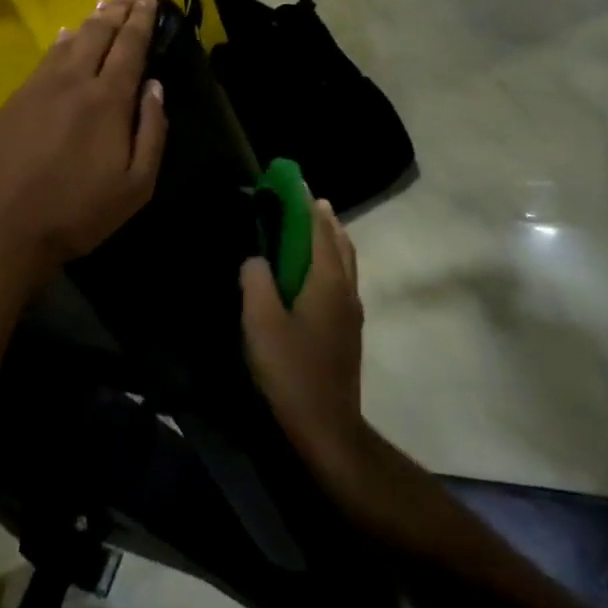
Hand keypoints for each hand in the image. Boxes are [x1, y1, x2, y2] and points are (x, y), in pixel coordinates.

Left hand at [0, 0, 167, 284]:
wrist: (1, 227)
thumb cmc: (77, 212)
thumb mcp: (136, 186)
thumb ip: (152, 132)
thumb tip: (154, 87)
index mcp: (107, 100)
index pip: (129, 47)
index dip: (141, 20)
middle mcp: (73, 82)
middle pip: (99, 34)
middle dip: (118, 9)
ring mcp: (39, 88)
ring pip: (70, 42)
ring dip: (90, 21)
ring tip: (103, 5)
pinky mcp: (15, 100)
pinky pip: (45, 59)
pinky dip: (61, 42)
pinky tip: (65, 37)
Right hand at [240, 199, 371, 489]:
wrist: (327, 426)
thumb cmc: (291, 371)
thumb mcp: (261, 323)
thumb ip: (255, 282)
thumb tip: (255, 259)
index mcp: (327, 282)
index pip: (319, 230)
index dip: (306, 204)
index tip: (294, 181)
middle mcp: (346, 289)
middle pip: (339, 242)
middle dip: (322, 218)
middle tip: (302, 200)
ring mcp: (351, 310)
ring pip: (345, 261)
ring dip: (330, 238)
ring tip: (311, 227)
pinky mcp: (348, 328)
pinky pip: (342, 278)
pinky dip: (331, 260)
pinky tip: (314, 271)